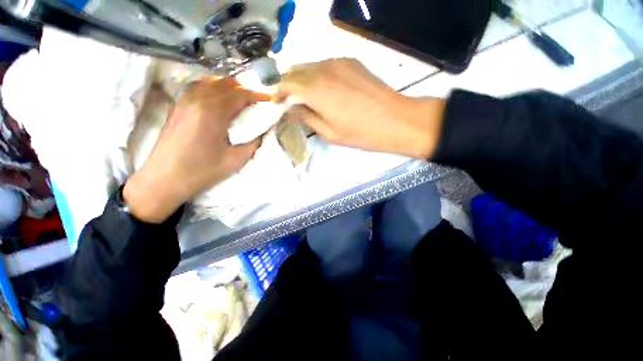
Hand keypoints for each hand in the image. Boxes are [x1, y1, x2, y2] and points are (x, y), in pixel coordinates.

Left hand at [124, 78, 266, 222]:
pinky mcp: (178, 106)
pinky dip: (214, 90)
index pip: (241, 94)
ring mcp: (185, 100)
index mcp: (214, 112)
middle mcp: (198, 99)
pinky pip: (199, 88)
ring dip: (229, 89)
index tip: (271, 99)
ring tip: (240, 103)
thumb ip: (254, 142)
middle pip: (226, 83)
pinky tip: (220, 104)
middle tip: (257, 103)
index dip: (259, 95)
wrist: (163, 180)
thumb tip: (263, 130)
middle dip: (245, 90)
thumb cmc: (202, 171)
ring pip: (212, 82)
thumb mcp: (236, 160)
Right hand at [278, 58, 445, 158]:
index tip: (277, 103)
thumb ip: (307, 117)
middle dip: (288, 84)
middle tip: (290, 101)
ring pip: (310, 66)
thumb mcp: (329, 133)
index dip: (278, 92)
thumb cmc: (360, 133)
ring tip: (307, 97)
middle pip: (295, 70)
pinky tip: (325, 90)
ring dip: (303, 79)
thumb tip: (292, 109)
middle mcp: (323, 69)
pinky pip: (325, 65)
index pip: (286, 83)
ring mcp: (338, 62)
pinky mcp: (350, 61)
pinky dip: (318, 75)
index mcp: (315, 89)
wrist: (395, 119)